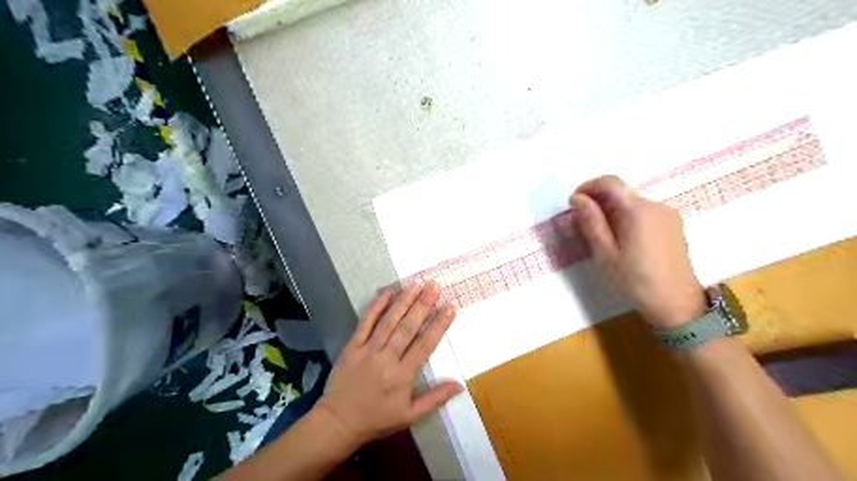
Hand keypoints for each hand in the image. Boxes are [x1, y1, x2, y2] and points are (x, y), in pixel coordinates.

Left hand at [313, 285, 462, 447]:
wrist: (338, 422)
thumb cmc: (377, 419)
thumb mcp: (410, 416)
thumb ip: (435, 399)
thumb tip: (460, 385)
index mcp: (403, 376)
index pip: (425, 345)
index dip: (439, 325)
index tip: (450, 308)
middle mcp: (387, 359)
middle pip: (407, 327)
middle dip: (423, 305)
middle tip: (434, 286)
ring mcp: (367, 350)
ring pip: (388, 321)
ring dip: (403, 301)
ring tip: (416, 284)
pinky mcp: (352, 346)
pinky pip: (365, 322)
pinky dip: (376, 306)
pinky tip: (387, 292)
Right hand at [571, 176, 706, 330]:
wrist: (677, 304)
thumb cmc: (635, 281)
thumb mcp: (605, 253)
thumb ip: (591, 222)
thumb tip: (577, 198)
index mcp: (638, 211)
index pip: (610, 182)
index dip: (588, 187)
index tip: (574, 203)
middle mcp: (656, 206)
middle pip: (621, 193)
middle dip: (598, 202)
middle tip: (583, 225)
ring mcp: (668, 215)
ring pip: (632, 204)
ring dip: (612, 212)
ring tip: (601, 238)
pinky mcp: (673, 226)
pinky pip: (644, 213)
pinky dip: (627, 219)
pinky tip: (622, 242)